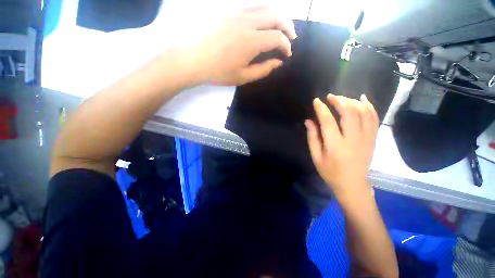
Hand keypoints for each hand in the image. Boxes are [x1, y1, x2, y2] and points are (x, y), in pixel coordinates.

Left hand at [190, 7, 296, 85]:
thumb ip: (263, 70)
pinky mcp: (228, 8)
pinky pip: (251, 3)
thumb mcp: (243, 77)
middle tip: (291, 37)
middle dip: (288, 26)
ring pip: (265, 5)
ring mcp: (236, 11)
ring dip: (278, 14)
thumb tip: (278, 62)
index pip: (277, 38)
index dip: (286, 46)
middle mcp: (247, 21)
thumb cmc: (218, 72)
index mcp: (251, 42)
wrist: (193, 59)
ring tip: (281, 25)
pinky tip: (264, 18)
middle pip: (276, 15)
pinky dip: (263, 9)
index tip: (287, 54)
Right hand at [305, 94, 378, 199]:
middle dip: (339, 100)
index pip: (328, 121)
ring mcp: (366, 138)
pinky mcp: (373, 138)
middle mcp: (353, 139)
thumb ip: (312, 137)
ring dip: (353, 101)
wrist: (352, 184)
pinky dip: (369, 106)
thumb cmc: (330, 171)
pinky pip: (374, 118)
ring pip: (363, 113)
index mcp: (335, 145)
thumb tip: (309, 121)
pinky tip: (362, 99)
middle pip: (349, 112)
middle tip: (330, 97)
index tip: (316, 101)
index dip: (321, 108)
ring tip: (343, 98)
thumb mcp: (316, 156)